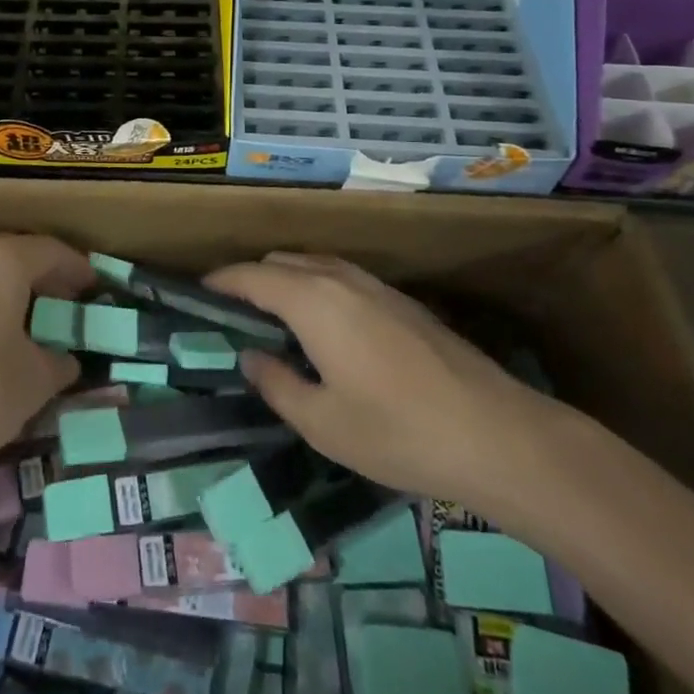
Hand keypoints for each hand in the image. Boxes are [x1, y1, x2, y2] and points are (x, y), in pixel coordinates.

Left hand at [0, 235, 94, 501]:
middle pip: (15, 260)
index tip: (97, 287)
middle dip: (45, 281)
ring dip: (12, 299)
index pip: (51, 251)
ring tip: (35, 328)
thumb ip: (58, 362)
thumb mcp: (35, 380)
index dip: (78, 268)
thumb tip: (66, 361)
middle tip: (70, 305)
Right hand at [206, 253, 565, 525]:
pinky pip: (341, 277)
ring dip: (287, 280)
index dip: (222, 280)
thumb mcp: (322, 422)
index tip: (200, 291)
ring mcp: (374, 285)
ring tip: (275, 319)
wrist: (493, 431)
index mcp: (311, 300)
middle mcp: (339, 278)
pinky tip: (326, 328)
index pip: (252, 276)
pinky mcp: (401, 300)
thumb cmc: (395, 431)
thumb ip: (277, 384)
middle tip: (235, 314)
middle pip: (282, 262)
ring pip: (314, 265)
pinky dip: (317, 288)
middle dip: (252, 279)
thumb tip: (251, 356)